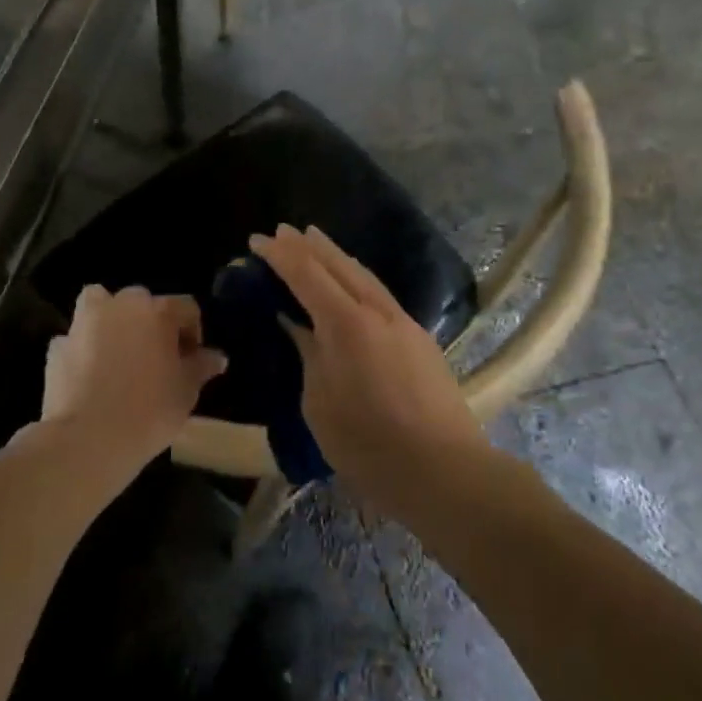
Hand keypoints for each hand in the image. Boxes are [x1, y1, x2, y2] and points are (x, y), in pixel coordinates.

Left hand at [37, 285, 226, 491]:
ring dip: (111, 320)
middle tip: (157, 358)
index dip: (193, 332)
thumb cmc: (149, 411)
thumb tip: (217, 357)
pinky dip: (83, 349)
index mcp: (157, 311)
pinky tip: (89, 375)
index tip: (192, 360)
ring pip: (100, 305)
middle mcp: (120, 305)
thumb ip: (201, 367)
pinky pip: (77, 339)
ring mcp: (84, 323)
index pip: (186, 308)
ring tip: (118, 353)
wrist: (88, 439)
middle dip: (152, 324)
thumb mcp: (187, 391)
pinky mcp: (57, 346)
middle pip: (143, 302)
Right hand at [250, 225, 489, 517]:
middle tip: (284, 230)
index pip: (306, 275)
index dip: (280, 255)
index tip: (258, 240)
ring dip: (336, 256)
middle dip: (309, 246)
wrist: (444, 470)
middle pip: (339, 265)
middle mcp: (378, 311)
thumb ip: (309, 355)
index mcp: (346, 324)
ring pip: (364, 276)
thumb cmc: (368, 445)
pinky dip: (356, 279)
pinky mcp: (420, 339)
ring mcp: (404, 323)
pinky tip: (351, 285)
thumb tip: (299, 327)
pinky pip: (379, 294)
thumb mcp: (319, 403)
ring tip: (315, 242)